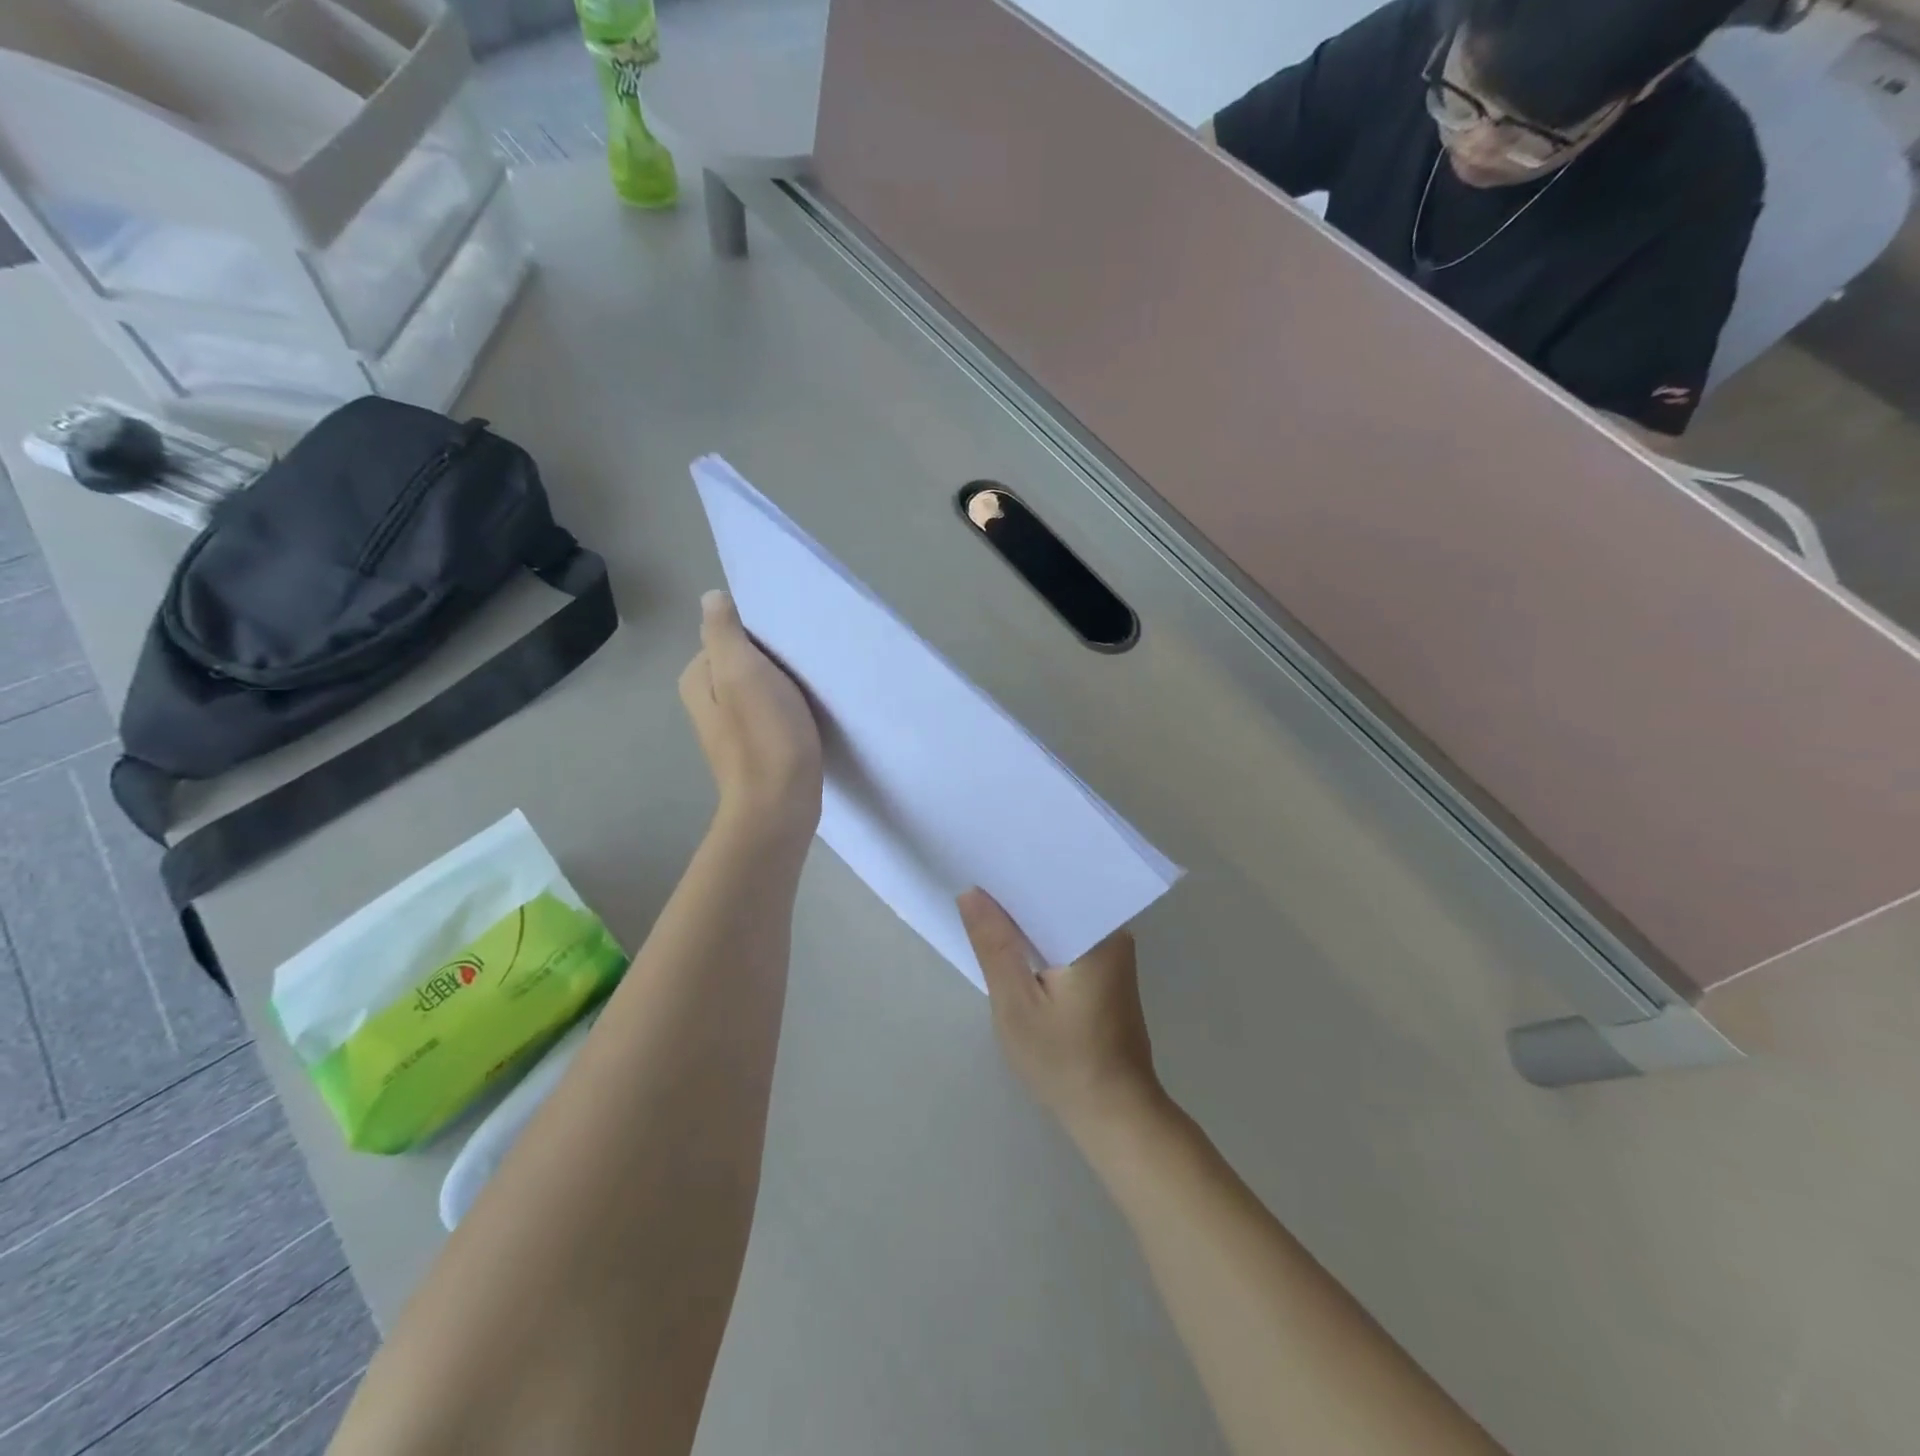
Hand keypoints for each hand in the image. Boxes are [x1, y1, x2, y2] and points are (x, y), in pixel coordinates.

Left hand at [680, 590, 822, 843]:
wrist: (780, 807)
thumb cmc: (764, 737)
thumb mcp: (742, 673)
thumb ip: (724, 632)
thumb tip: (712, 597)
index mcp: (698, 679)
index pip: (729, 634)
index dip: (761, 635)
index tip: (790, 645)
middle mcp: (709, 701)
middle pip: (746, 660)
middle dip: (776, 659)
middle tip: (806, 665)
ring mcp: (733, 727)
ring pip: (763, 687)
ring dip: (787, 684)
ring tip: (813, 688)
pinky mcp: (758, 747)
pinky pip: (774, 712)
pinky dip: (792, 708)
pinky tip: (810, 714)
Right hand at [958, 889, 1164, 1138]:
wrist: (1115, 1116)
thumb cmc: (1065, 1061)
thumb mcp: (1017, 1003)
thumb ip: (994, 945)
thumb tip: (971, 893)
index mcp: (1099, 933)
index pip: (1055, 883)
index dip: (1016, 871)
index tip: (983, 858)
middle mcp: (1113, 934)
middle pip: (1058, 899)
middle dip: (1018, 893)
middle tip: (974, 878)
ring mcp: (1112, 955)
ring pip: (1061, 921)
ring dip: (1028, 918)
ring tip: (985, 901)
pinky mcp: (1106, 974)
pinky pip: (1067, 940)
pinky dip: (1041, 940)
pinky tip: (1013, 941)